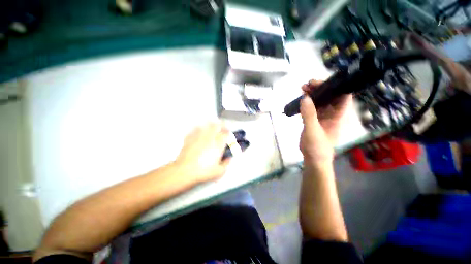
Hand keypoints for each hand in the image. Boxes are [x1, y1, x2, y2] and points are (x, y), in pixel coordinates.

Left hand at [175, 123, 230, 182]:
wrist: (184, 171)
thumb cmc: (203, 172)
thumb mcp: (219, 172)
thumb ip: (226, 164)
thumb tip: (229, 159)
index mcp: (218, 145)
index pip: (225, 134)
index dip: (228, 131)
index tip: (228, 131)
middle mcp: (209, 138)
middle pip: (216, 126)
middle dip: (220, 124)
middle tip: (221, 126)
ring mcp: (199, 137)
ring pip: (206, 125)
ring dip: (210, 124)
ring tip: (211, 125)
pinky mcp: (190, 138)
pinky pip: (195, 129)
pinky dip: (198, 128)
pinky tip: (198, 129)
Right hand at [299, 80, 351, 166]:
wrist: (313, 159)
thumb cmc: (317, 147)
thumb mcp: (313, 130)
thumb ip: (309, 114)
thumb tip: (305, 97)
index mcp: (337, 116)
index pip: (343, 96)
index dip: (336, 86)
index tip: (322, 82)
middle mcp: (331, 114)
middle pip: (330, 97)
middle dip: (320, 88)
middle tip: (308, 84)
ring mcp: (322, 117)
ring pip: (319, 102)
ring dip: (312, 94)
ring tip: (302, 89)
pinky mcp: (313, 121)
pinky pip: (311, 108)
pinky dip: (307, 103)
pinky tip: (300, 100)